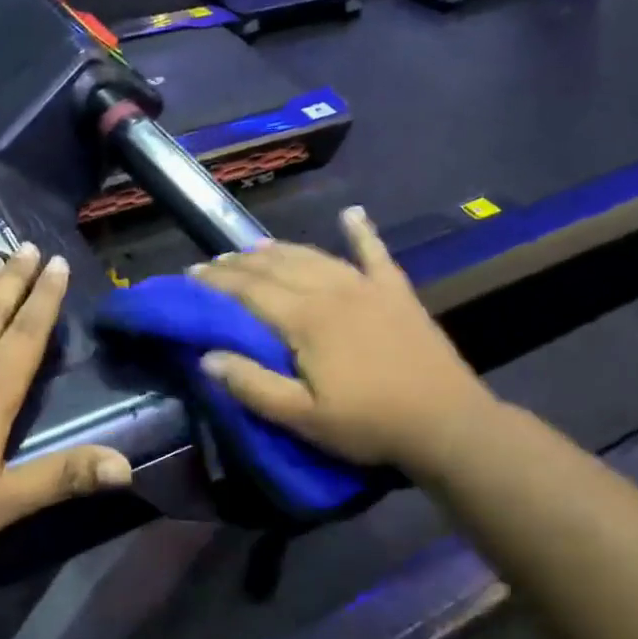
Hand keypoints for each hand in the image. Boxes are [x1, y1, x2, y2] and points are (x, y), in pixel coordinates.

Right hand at [191, 207, 496, 475]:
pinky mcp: (397, 292)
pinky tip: (352, 214)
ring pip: (314, 256)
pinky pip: (375, 253)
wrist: (446, 421)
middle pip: (276, 267)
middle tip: (214, 262)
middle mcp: (331, 290)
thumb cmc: (368, 424)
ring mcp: (367, 286)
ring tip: (254, 247)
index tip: (191, 274)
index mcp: (305, 319)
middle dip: (240, 263)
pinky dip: (361, 232)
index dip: (217, 281)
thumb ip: (252, 385)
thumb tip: (206, 356)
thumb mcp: (302, 418)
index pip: (249, 291)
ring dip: (280, 249)